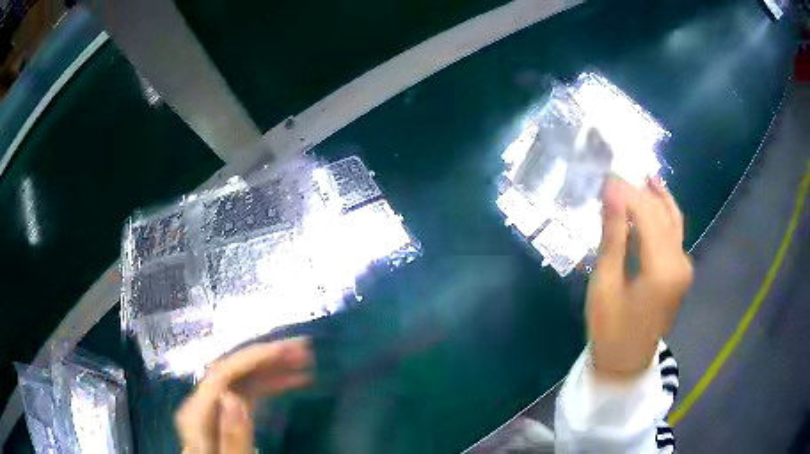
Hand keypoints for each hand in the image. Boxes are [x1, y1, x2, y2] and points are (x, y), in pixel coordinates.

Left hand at [175, 338, 312, 453]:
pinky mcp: (224, 413)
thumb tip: (233, 397)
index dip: (254, 357)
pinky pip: (245, 392)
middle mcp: (203, 402)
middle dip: (267, 357)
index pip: (223, 373)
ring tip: (302, 361)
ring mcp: (213, 406)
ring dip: (271, 367)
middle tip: (302, 349)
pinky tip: (287, 381)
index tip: (285, 351)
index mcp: (198, 413)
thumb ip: (231, 435)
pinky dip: (267, 384)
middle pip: (233, 370)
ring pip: (241, 378)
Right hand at [587, 176, 692, 379]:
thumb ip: (613, 236)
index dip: (626, 192)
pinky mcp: (680, 271)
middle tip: (615, 174)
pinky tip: (653, 199)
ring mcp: (684, 266)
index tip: (605, 176)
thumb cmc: (610, 330)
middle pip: (662, 213)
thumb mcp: (605, 284)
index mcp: (663, 268)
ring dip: (655, 196)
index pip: (647, 213)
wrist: (626, 364)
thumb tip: (612, 192)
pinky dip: (662, 213)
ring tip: (638, 175)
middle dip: (639, 191)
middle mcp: (680, 261)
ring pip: (672, 219)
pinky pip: (674, 232)